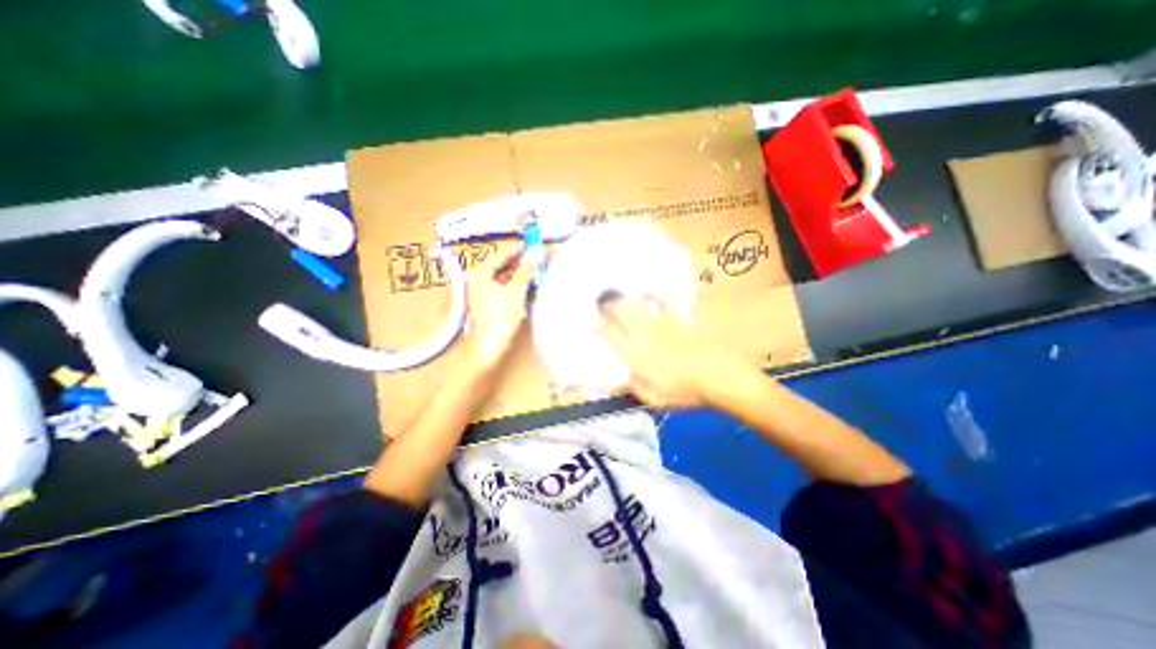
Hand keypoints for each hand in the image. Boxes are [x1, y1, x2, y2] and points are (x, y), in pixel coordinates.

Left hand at [465, 245, 533, 370]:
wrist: (488, 346)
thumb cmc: (501, 317)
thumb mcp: (516, 292)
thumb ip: (525, 271)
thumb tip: (534, 255)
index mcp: (478, 274)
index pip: (499, 256)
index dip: (515, 251)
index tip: (528, 244)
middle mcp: (472, 281)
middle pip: (496, 267)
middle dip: (515, 263)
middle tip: (531, 258)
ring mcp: (474, 293)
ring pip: (496, 278)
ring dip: (512, 275)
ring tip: (529, 271)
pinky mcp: (479, 304)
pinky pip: (494, 288)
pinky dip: (507, 285)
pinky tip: (519, 286)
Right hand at [600, 296, 744, 408]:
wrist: (717, 375)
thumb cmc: (683, 390)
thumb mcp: (653, 398)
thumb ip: (632, 386)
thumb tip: (618, 380)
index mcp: (634, 353)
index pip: (609, 333)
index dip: (598, 328)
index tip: (594, 328)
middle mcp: (643, 332)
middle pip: (619, 310)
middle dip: (607, 306)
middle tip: (602, 308)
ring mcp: (660, 321)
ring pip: (636, 302)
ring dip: (624, 299)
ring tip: (618, 299)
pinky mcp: (677, 317)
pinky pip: (664, 299)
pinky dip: (655, 294)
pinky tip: (650, 294)